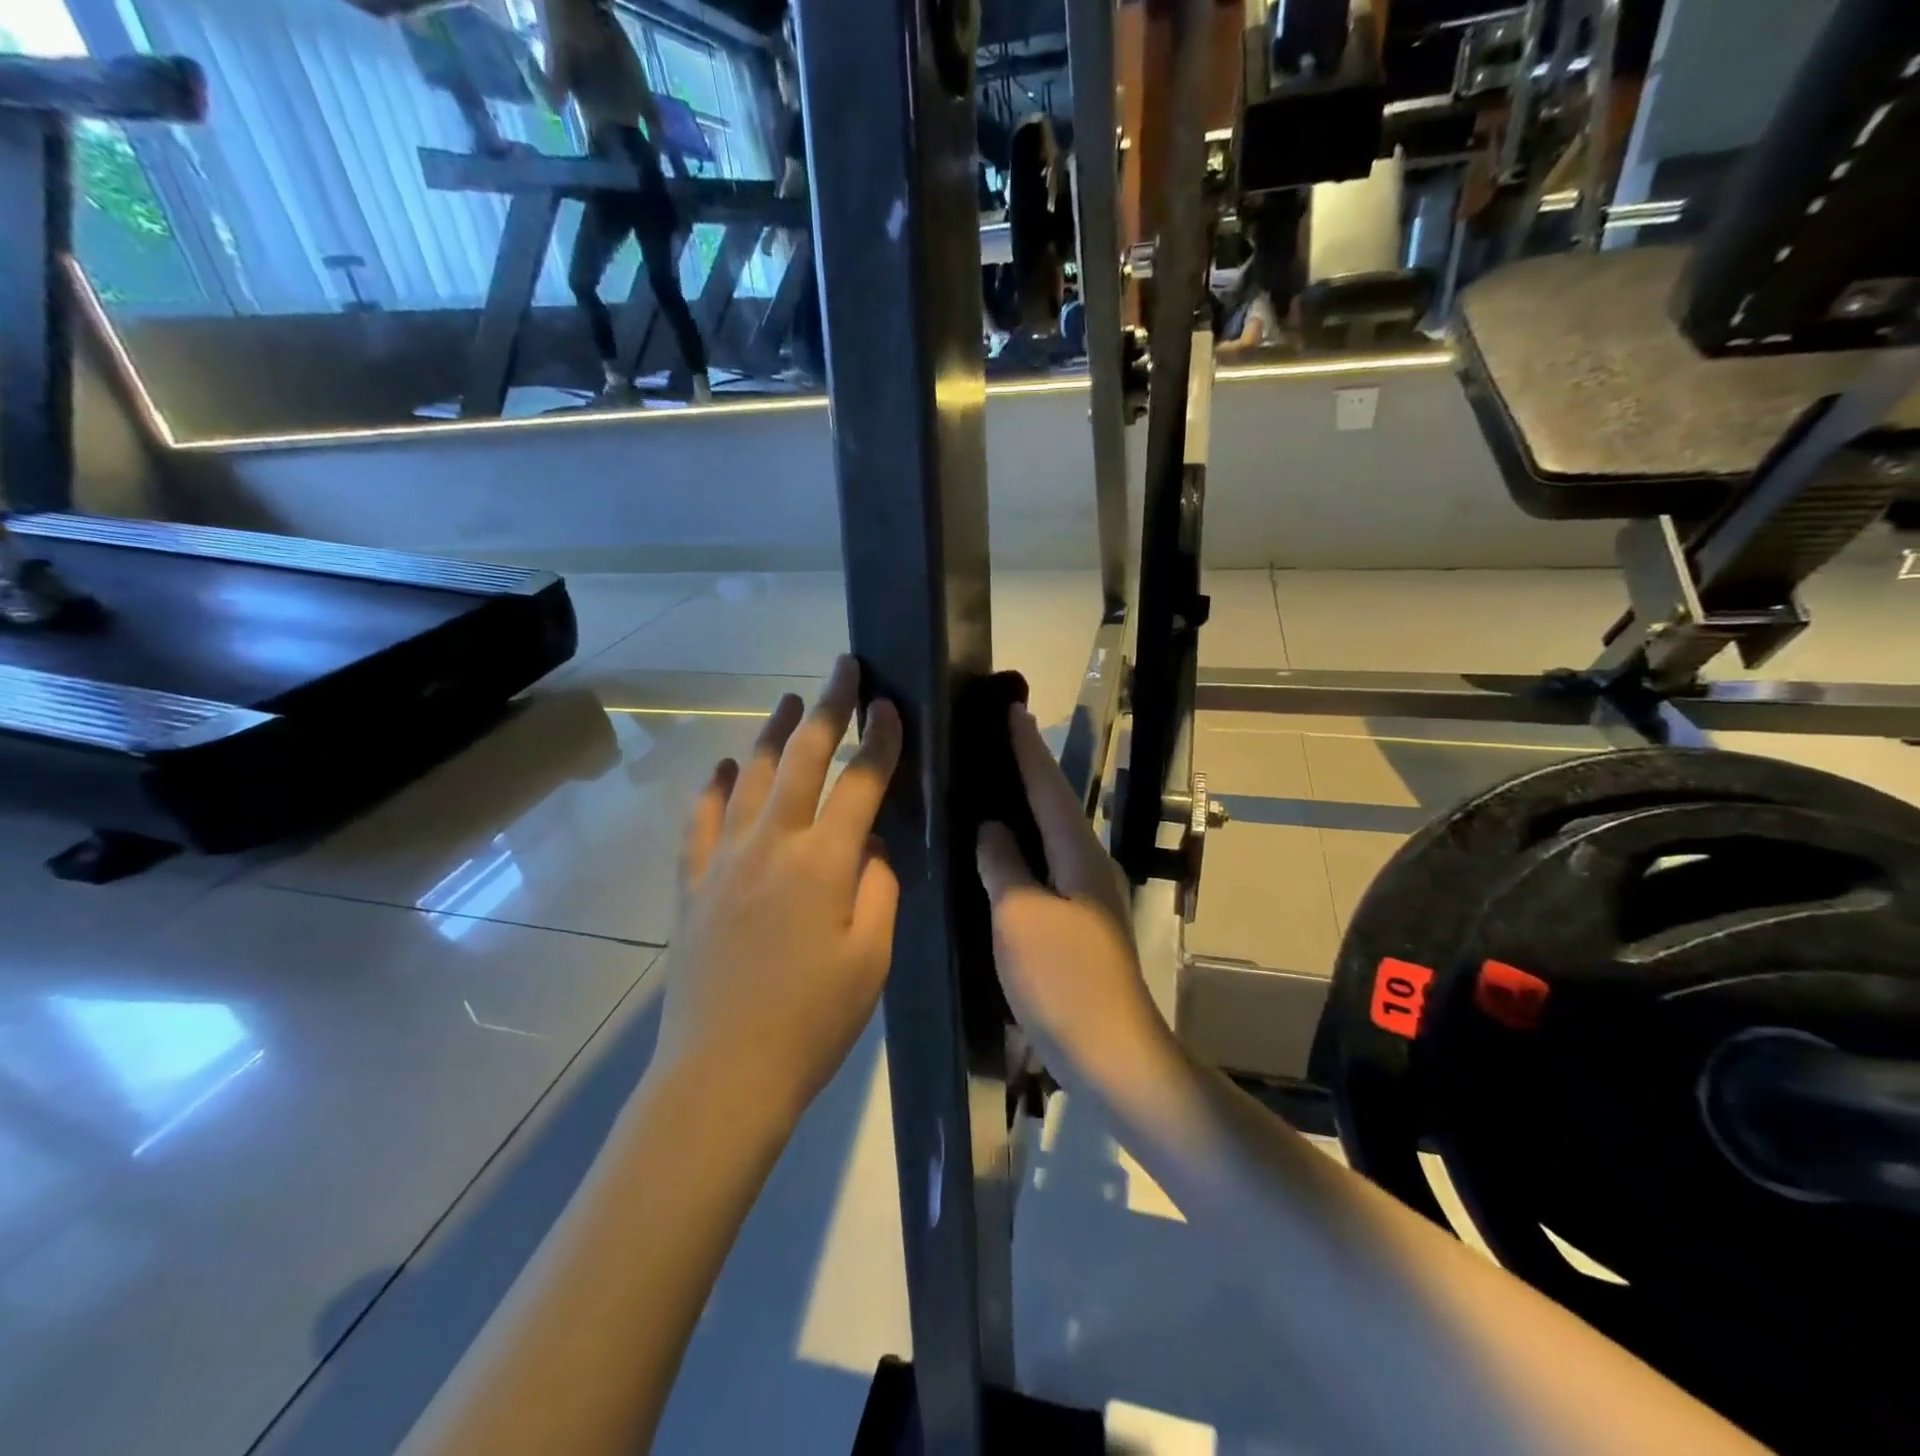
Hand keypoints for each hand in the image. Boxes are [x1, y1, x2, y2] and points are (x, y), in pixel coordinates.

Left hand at [660, 656, 903, 1122]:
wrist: (723, 1073)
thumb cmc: (813, 1020)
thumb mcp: (872, 955)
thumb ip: (880, 886)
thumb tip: (872, 843)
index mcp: (825, 862)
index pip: (861, 781)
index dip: (881, 739)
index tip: (891, 703)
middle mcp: (772, 844)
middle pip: (806, 759)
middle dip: (830, 707)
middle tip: (844, 668)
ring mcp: (725, 859)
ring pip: (753, 776)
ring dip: (776, 733)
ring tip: (791, 700)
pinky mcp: (693, 882)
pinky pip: (703, 819)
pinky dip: (716, 786)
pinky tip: (725, 766)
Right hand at [975, 706, 1167, 1077]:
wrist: (1110, 1052)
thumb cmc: (1063, 979)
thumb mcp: (1021, 916)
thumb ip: (1004, 866)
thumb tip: (992, 828)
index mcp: (1078, 855)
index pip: (1048, 787)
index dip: (1028, 748)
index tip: (1013, 708)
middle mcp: (1087, 867)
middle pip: (1054, 806)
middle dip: (1028, 769)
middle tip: (997, 738)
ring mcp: (1085, 898)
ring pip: (1050, 838)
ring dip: (1026, 807)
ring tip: (992, 783)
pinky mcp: (1076, 925)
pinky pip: (1045, 869)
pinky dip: (1024, 849)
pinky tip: (1001, 853)